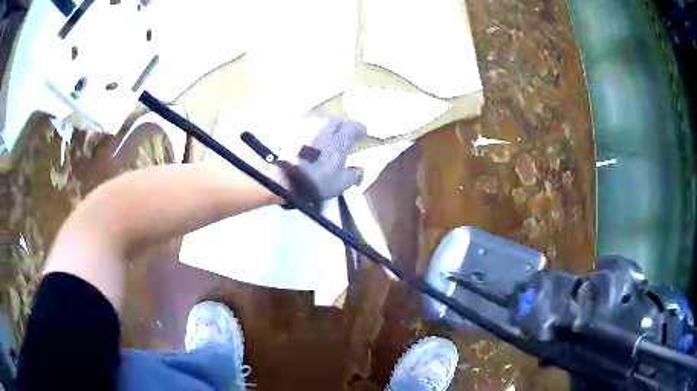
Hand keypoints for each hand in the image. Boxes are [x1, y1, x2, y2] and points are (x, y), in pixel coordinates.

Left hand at [276, 118, 366, 207]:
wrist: (280, 177)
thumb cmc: (315, 180)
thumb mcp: (340, 183)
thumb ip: (354, 175)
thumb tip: (360, 170)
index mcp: (340, 137)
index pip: (355, 127)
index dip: (360, 130)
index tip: (363, 134)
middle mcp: (324, 126)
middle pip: (336, 121)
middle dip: (340, 127)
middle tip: (340, 138)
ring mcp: (305, 125)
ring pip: (318, 124)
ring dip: (322, 131)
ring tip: (320, 142)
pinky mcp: (288, 129)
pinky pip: (302, 129)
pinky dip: (307, 135)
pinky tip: (304, 145)